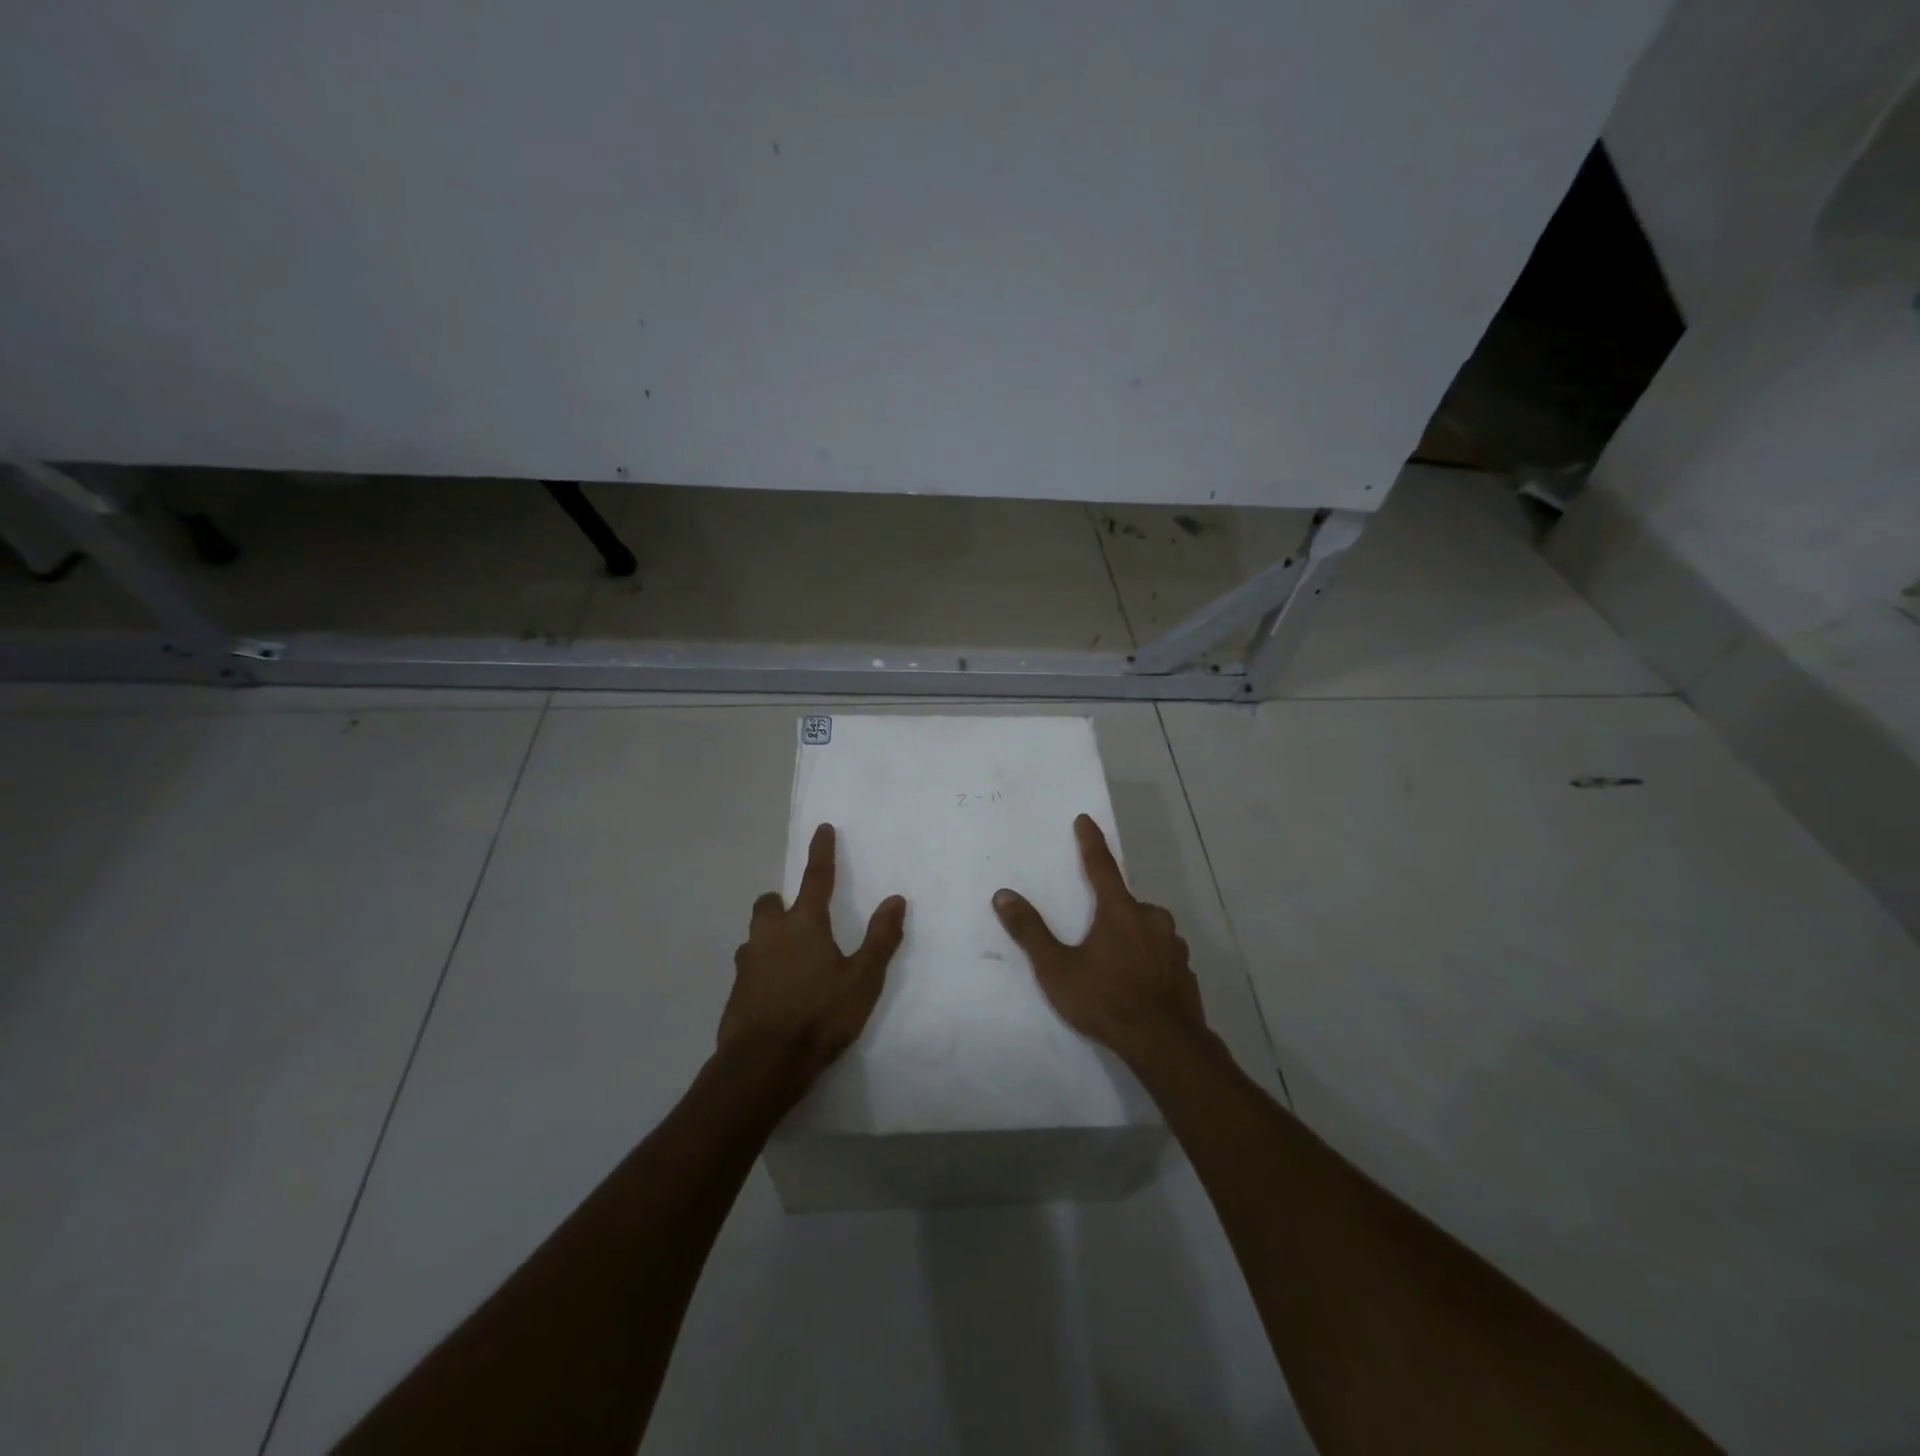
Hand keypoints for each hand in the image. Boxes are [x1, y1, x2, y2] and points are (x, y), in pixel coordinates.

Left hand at [720, 823, 906, 1100]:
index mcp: (804, 924)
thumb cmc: (820, 1016)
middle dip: (782, 902)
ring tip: (793, 959)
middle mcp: (770, 934)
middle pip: (770, 903)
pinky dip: (764, 968)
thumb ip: (880, 938)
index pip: (816, 877)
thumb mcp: (863, 979)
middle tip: (801, 917)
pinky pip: (751, 966)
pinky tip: (778, 991)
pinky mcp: (736, 990)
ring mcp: (748, 962)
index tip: (822, 828)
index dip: (822, 852)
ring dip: (771, 936)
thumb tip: (895, 899)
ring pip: (757, 935)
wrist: (763, 1065)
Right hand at [992, 814, 1211, 1066]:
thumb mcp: (1057, 969)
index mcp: (1120, 910)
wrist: (1166, 1045)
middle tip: (1093, 937)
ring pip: (1146, 929)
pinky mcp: (1185, 971)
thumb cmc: (1106, 1000)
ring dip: (1130, 937)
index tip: (1085, 820)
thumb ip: (1030, 931)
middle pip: (1125, 904)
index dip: (1091, 842)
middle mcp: (1151, 919)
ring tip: (1113, 967)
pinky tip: (1138, 984)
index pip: (1101, 866)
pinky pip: (1161, 955)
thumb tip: (1003, 895)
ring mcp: (1173, 945)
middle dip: (1110, 911)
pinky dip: (1148, 961)